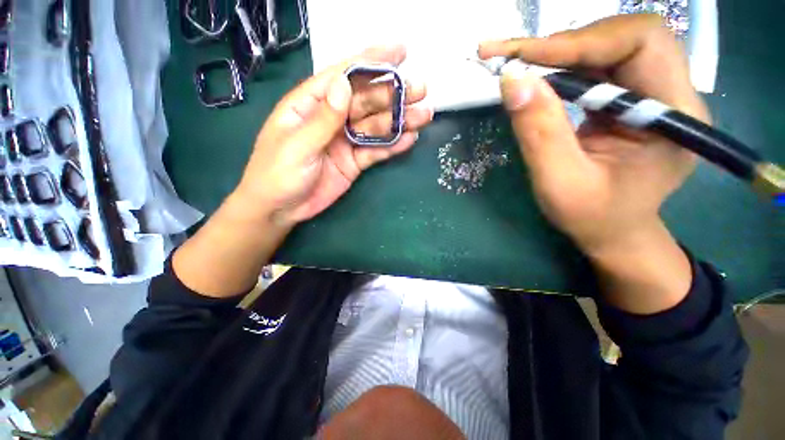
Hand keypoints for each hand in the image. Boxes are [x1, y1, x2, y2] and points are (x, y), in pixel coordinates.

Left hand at [234, 45, 433, 226]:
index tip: (400, 51)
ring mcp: (345, 141)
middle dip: (393, 94)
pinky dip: (393, 146)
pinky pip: (376, 151)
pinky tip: (409, 139)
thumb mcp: (298, 145)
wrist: (281, 209)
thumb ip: (324, 118)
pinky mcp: (354, 161)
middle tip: (421, 89)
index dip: (371, 61)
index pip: (343, 75)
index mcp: (311, 104)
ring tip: (424, 115)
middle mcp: (332, 119)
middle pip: (366, 101)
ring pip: (376, 127)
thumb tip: (345, 83)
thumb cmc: (278, 173)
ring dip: (399, 121)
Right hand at [480, 15, 709, 312]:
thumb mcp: (560, 182)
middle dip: (563, 43)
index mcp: (673, 116)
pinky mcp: (628, 100)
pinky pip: (596, 68)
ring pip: (606, 49)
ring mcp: (650, 95)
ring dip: (556, 54)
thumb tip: (513, 80)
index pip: (640, 43)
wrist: (611, 231)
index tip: (523, 57)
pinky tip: (533, 79)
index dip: (580, 41)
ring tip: (512, 65)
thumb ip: (540, 132)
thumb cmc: (591, 217)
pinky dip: (559, 68)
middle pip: (623, 37)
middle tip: (509, 57)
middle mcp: (671, 94)